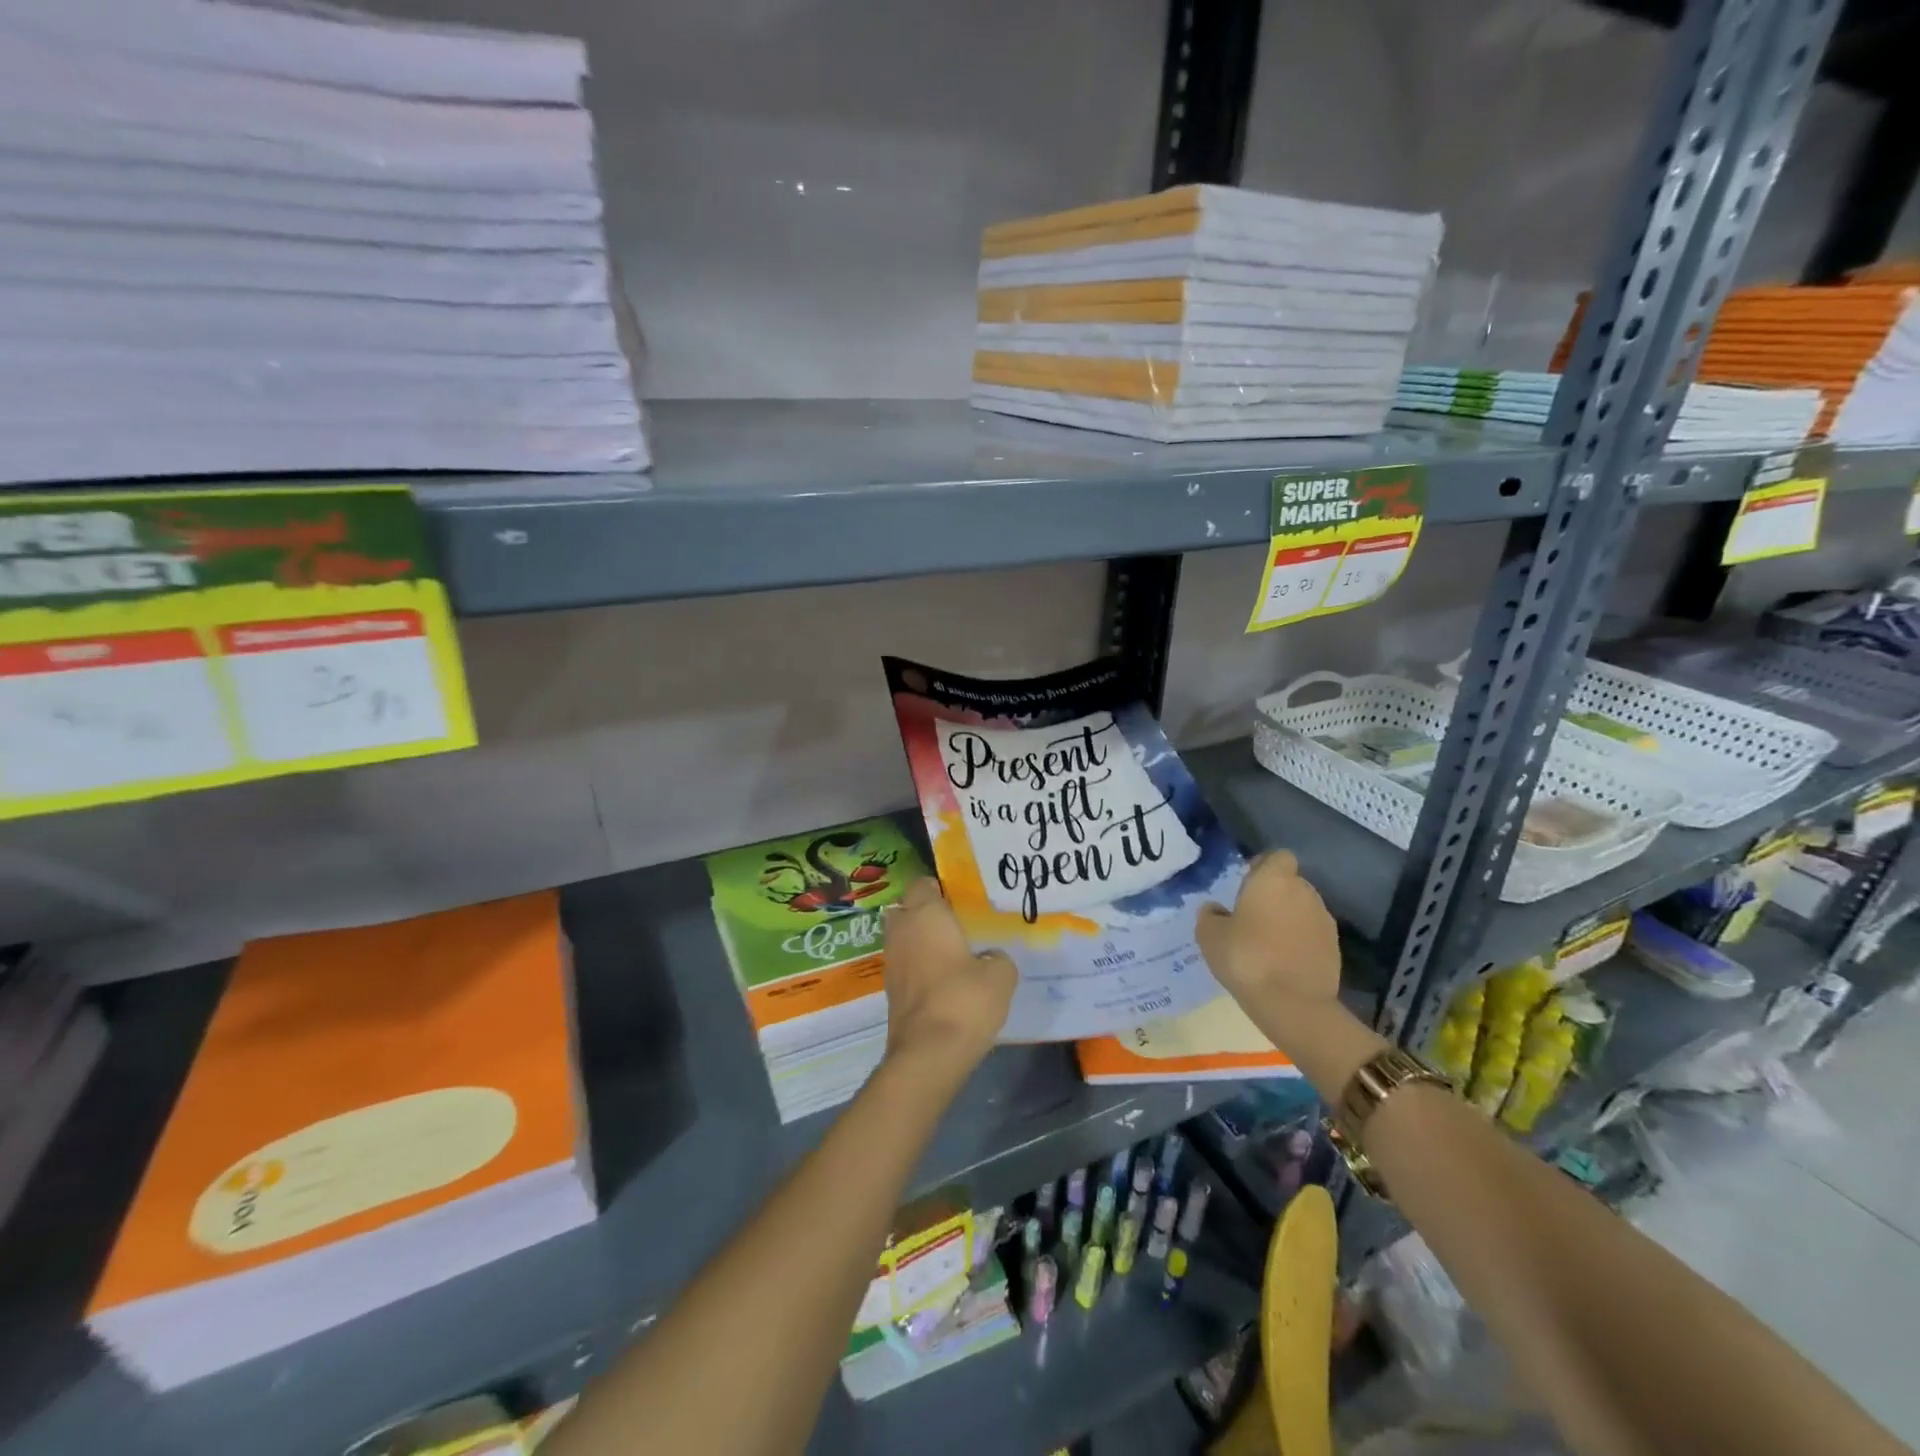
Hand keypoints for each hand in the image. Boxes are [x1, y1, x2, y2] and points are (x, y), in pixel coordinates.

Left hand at [882, 878, 1015, 1087]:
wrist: (928, 1053)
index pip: (923, 883)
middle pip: (907, 907)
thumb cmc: (965, 1000)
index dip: (940, 888)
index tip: (962, 899)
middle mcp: (902, 930)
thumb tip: (989, 958)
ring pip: (903, 936)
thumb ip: (997, 957)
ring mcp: (891, 960)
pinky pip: (905, 963)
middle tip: (956, 924)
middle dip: (925, 912)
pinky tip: (943, 979)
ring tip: (952, 952)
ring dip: (921, 940)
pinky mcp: (890, 989)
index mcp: (926, 914)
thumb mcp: (1001, 975)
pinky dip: (918, 965)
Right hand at [1196, 850, 1341, 1008]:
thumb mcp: (1209, 935)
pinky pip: (1312, 934)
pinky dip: (1300, 941)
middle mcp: (1304, 892)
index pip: (1277, 857)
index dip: (1263, 866)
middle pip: (1291, 883)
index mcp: (1273, 880)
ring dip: (1288, 918)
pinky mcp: (1335, 948)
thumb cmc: (1246, 957)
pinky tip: (1283, 962)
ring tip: (1267, 942)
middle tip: (1251, 916)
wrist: (1293, 1004)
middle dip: (1274, 894)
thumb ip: (1210, 915)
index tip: (1246, 883)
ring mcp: (1323, 920)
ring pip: (1302, 909)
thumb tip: (1215, 909)